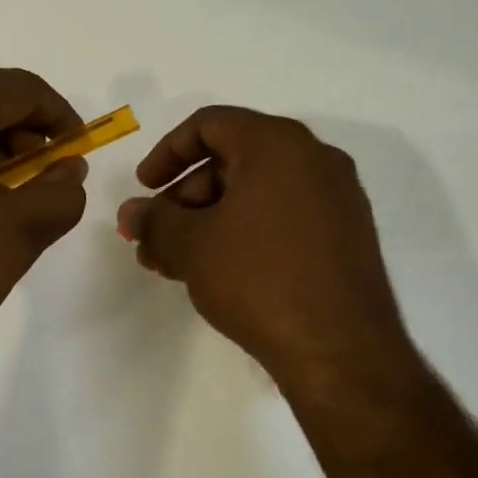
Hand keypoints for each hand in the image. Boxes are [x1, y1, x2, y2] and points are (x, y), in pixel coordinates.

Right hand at [115, 107, 413, 381]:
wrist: (342, 352)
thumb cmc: (259, 279)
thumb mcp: (191, 246)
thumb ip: (153, 221)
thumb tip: (131, 213)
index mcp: (278, 145)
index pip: (210, 124)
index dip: (167, 152)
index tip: (144, 187)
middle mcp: (315, 160)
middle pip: (233, 159)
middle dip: (184, 197)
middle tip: (157, 236)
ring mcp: (337, 199)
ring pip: (256, 192)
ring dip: (209, 220)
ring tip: (176, 263)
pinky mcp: (346, 237)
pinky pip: (283, 216)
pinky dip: (244, 232)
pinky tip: (218, 272)